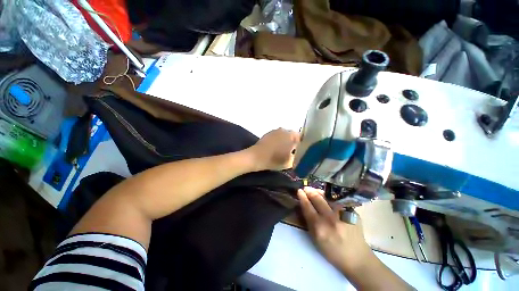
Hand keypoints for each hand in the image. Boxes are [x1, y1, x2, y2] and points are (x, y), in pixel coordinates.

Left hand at [250, 128, 299, 170]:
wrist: (256, 157)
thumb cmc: (274, 159)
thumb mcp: (289, 162)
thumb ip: (296, 156)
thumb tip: (297, 153)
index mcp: (290, 135)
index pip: (300, 137)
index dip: (300, 144)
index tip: (298, 151)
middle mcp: (283, 130)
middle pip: (291, 135)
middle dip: (292, 142)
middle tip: (291, 151)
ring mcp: (274, 131)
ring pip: (283, 135)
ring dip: (284, 141)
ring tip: (281, 150)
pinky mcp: (267, 134)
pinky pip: (276, 136)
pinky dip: (277, 141)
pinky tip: (274, 148)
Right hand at [298, 187, 374, 275]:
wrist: (357, 257)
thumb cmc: (332, 250)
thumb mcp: (315, 239)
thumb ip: (309, 221)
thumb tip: (304, 204)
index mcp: (319, 227)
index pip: (307, 206)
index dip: (302, 197)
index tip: (299, 191)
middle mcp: (331, 219)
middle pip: (317, 198)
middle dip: (309, 191)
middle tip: (306, 188)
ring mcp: (342, 214)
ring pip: (328, 196)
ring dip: (319, 191)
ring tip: (314, 190)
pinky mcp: (352, 212)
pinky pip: (337, 200)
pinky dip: (329, 197)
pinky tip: (327, 197)